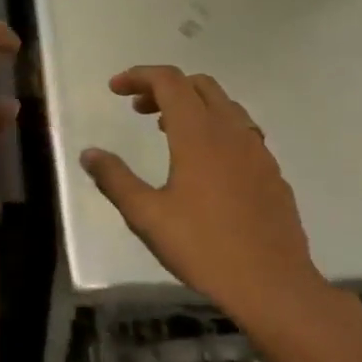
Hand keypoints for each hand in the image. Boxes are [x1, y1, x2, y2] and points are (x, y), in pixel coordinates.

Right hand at [82, 67, 324, 319]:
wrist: (272, 285)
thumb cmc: (204, 248)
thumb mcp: (147, 216)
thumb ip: (115, 179)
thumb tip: (89, 154)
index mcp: (199, 135)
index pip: (169, 81)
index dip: (139, 76)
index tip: (115, 89)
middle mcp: (232, 132)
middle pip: (199, 86)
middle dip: (165, 88)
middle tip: (138, 109)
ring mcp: (258, 151)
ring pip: (225, 106)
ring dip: (192, 106)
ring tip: (166, 132)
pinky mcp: (272, 172)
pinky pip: (241, 131)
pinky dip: (215, 127)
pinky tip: (205, 163)